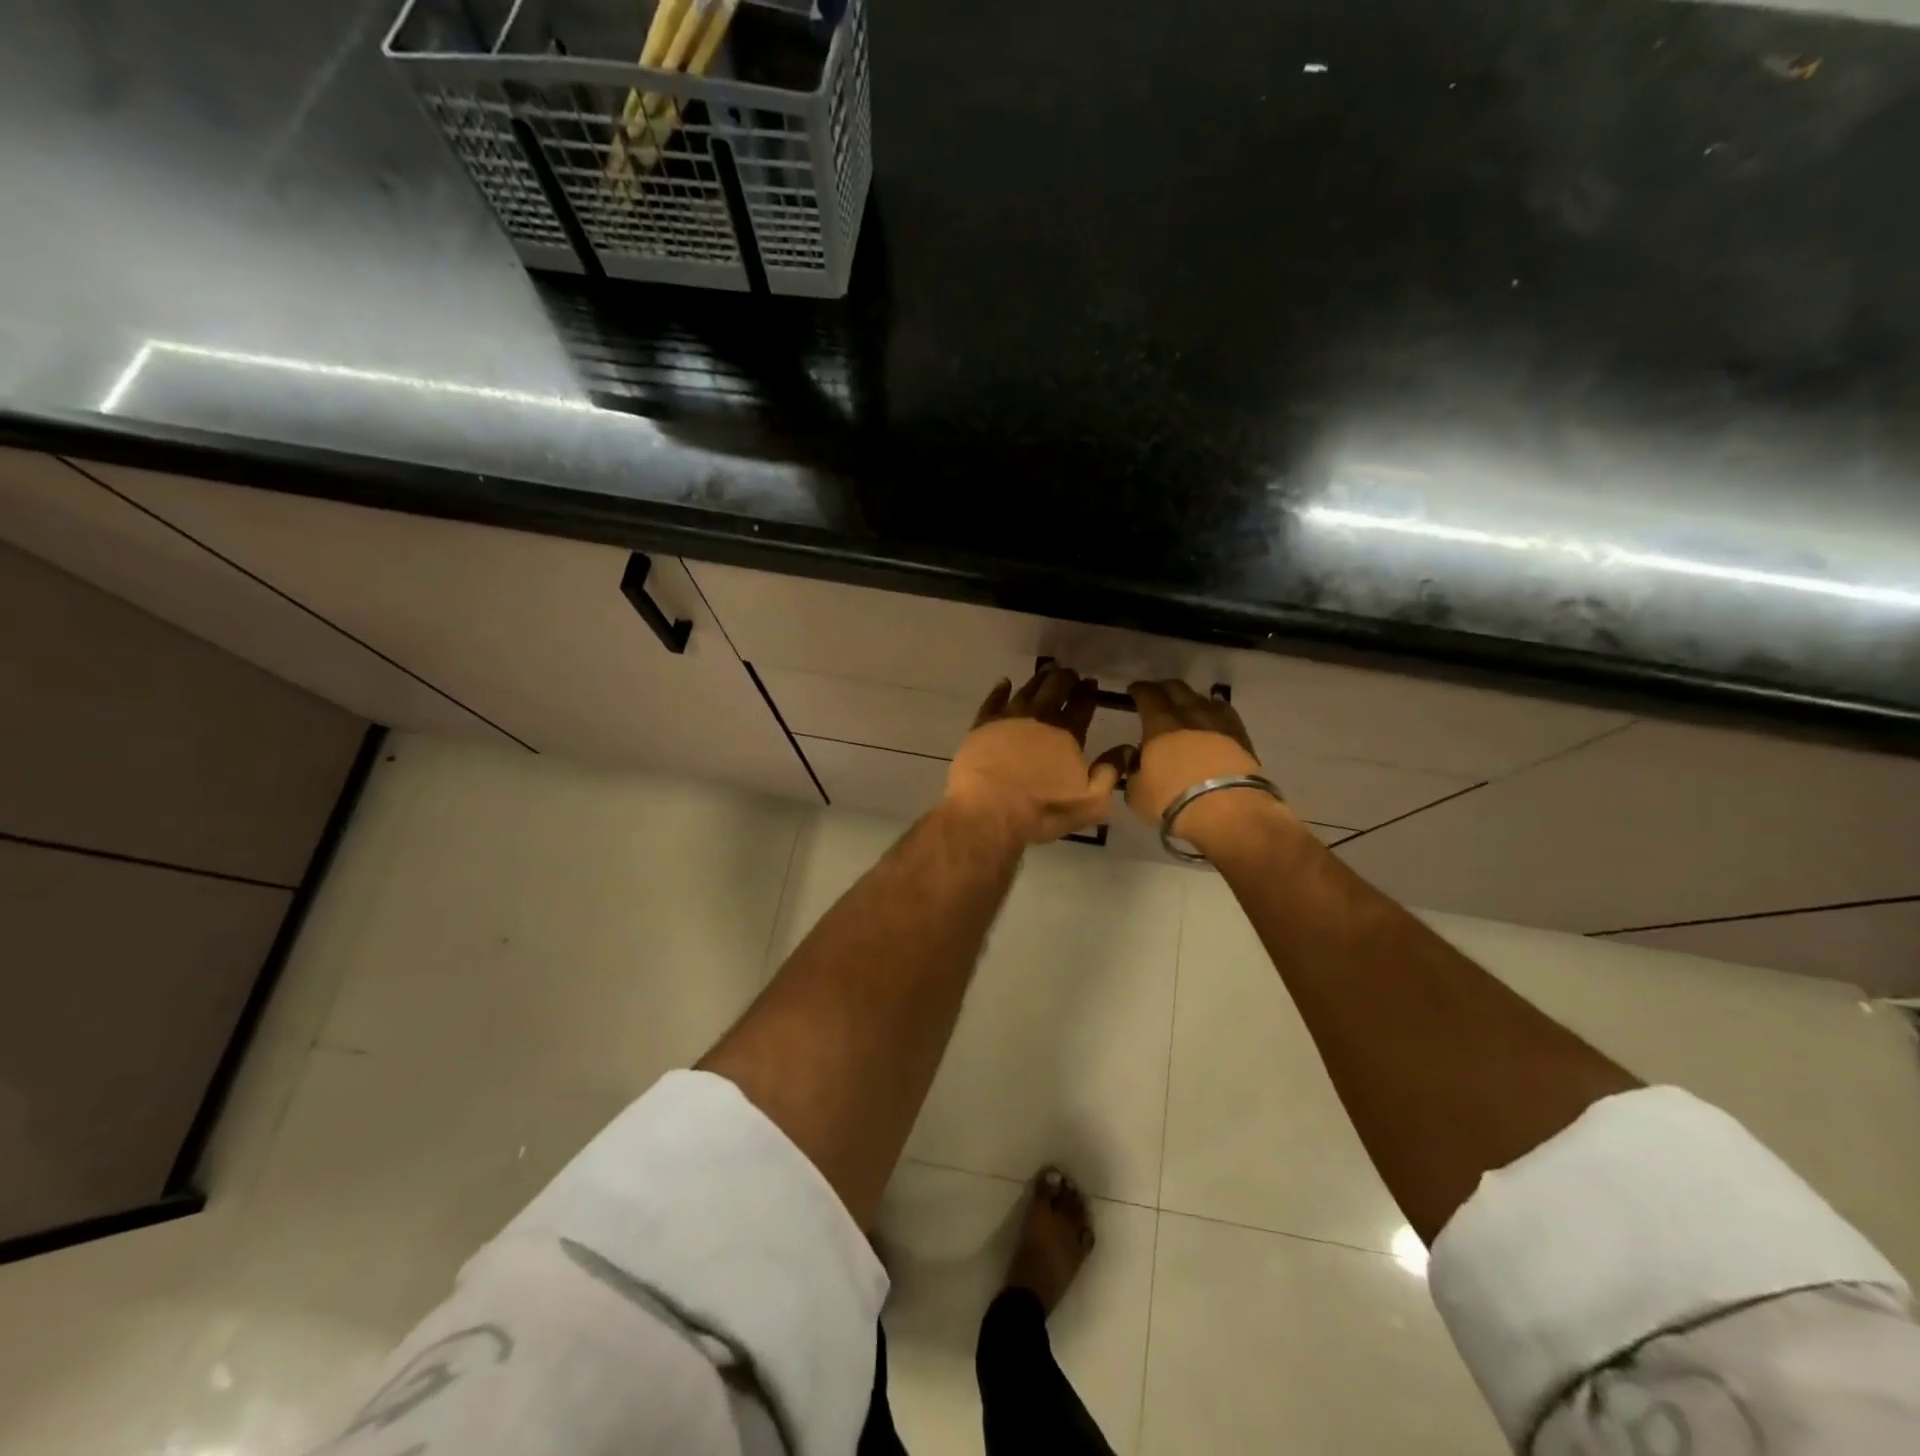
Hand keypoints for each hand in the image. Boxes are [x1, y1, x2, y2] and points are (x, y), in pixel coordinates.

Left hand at [945, 667, 1130, 844]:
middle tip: (1070, 674)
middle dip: (1066, 678)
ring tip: (1046, 674)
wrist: (987, 812)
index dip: (1088, 692)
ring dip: (1039, 680)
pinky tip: (1004, 683)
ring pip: (1027, 689)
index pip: (1082, 704)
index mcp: (1067, 733)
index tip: (1091, 682)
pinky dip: (1001, 689)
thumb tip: (1128, 748)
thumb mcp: (1089, 802)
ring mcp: (1008, 718)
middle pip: (1055, 687)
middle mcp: (1039, 717)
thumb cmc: (1042, 810)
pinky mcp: (982, 725)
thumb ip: (1111, 773)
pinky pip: (993, 699)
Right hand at [1125, 680, 1296, 855]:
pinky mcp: (1241, 735)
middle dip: (1163, 688)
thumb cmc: (1172, 800)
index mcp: (1159, 723)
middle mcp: (1189, 714)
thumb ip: (1133, 771)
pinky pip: (1224, 713)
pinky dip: (1214, 711)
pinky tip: (1212, 718)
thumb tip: (1137, 760)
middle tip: (1156, 694)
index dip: (1139, 690)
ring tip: (1185, 707)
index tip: (1133, 691)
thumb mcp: (1137, 792)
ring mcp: (1219, 722)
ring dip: (1190, 699)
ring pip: (1202, 698)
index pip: (1146, 695)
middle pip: (1176, 688)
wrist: (1227, 810)